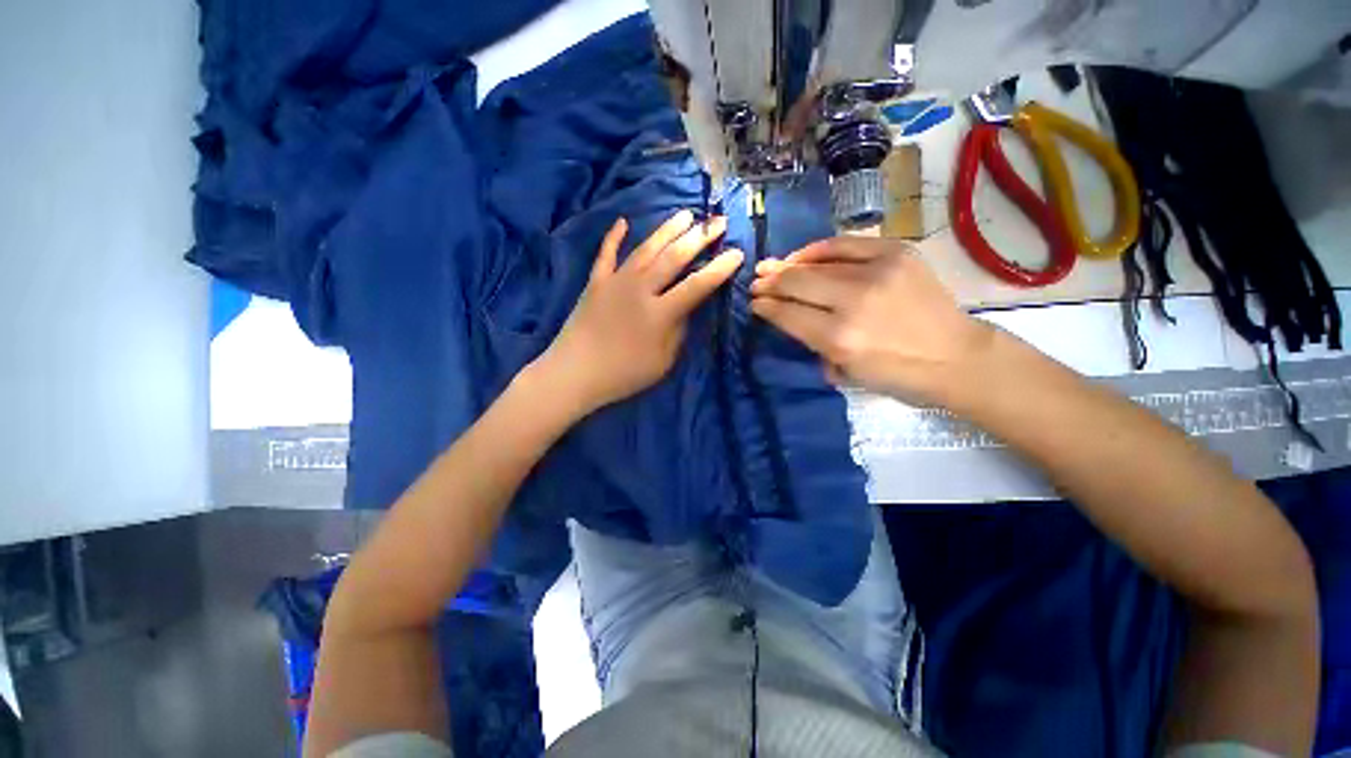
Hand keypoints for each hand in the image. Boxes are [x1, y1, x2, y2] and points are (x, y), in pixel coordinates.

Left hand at [537, 210, 742, 413]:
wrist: (574, 373)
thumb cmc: (623, 374)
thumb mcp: (662, 362)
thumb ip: (677, 331)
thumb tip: (685, 308)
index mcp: (660, 313)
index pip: (696, 286)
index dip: (718, 269)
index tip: (737, 253)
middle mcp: (640, 290)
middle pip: (674, 258)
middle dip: (699, 238)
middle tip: (717, 221)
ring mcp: (615, 282)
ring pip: (645, 249)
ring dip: (667, 230)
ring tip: (686, 214)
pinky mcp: (595, 283)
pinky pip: (606, 255)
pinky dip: (613, 237)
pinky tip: (623, 221)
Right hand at [750, 237, 993, 404]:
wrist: (957, 356)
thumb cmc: (899, 376)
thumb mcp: (846, 371)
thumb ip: (813, 343)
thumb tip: (788, 316)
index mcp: (840, 339)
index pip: (788, 314)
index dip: (766, 306)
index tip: (754, 303)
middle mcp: (854, 301)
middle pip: (797, 283)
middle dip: (770, 283)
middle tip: (756, 283)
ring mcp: (877, 272)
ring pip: (817, 262)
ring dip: (788, 265)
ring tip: (770, 266)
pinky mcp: (897, 253)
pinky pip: (846, 244)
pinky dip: (819, 249)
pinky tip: (803, 255)